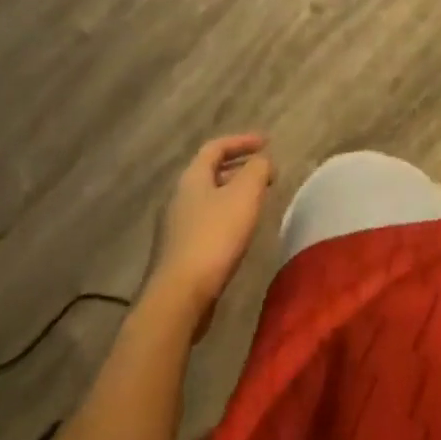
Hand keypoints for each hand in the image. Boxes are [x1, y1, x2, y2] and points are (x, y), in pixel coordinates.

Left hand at [145, 135, 274, 325]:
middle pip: (210, 173)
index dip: (242, 141)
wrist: (178, 298)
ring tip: (256, 202)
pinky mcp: (177, 254)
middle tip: (264, 174)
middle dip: (239, 169)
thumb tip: (262, 161)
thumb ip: (258, 169)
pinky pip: (205, 223)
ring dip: (233, 195)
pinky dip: (225, 218)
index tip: (267, 143)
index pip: (216, 147)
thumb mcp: (245, 194)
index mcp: (192, 177)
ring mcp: (174, 228)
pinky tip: (239, 233)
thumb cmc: (214, 237)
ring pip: (208, 199)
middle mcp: (178, 197)